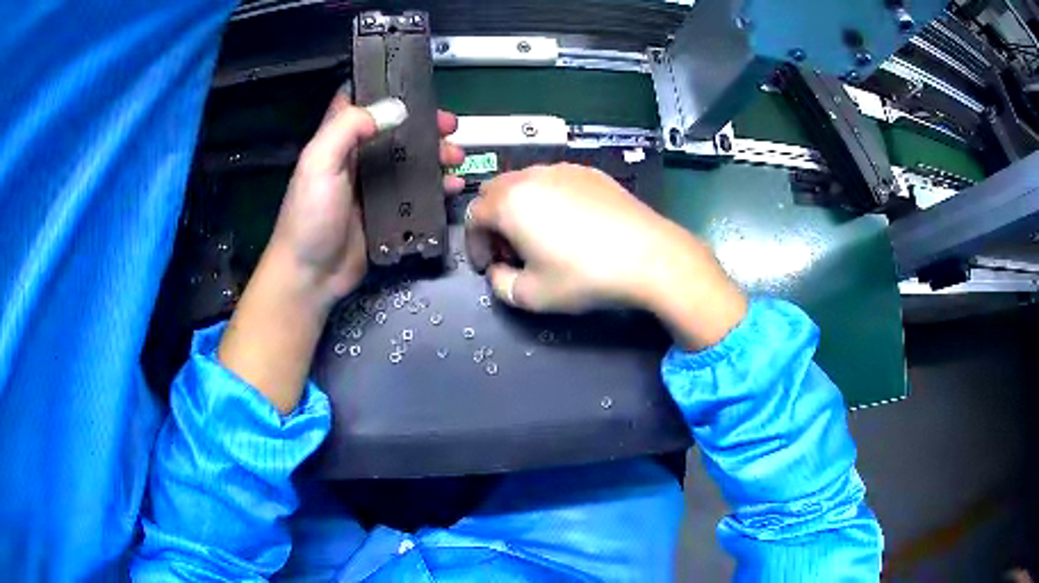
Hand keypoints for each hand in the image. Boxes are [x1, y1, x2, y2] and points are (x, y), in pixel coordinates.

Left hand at [268, 92, 465, 307]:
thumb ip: (348, 128)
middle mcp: (358, 157)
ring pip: (411, 160)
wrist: (311, 275)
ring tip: (456, 157)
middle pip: (397, 130)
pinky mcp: (388, 212)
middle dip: (425, 125)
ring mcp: (375, 186)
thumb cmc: (310, 216)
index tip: (416, 85)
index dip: (388, 90)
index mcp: (338, 140)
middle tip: (450, 126)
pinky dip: (438, 187)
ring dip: (436, 154)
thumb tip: (395, 109)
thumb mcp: (319, 163)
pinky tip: (453, 186)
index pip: (363, 102)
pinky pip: (418, 193)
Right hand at [466, 163, 746, 348]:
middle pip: (495, 193)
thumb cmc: (584, 276)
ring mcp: (564, 169)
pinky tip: (569, 226)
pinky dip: (547, 201)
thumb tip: (499, 271)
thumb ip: (500, 284)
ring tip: (539, 238)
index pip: (473, 217)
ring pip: (525, 184)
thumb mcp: (532, 296)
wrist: (649, 256)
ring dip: (519, 209)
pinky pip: (555, 182)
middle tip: (510, 252)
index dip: (475, 245)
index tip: (488, 267)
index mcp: (509, 202)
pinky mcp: (591, 173)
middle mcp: (532, 176)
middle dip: (494, 223)